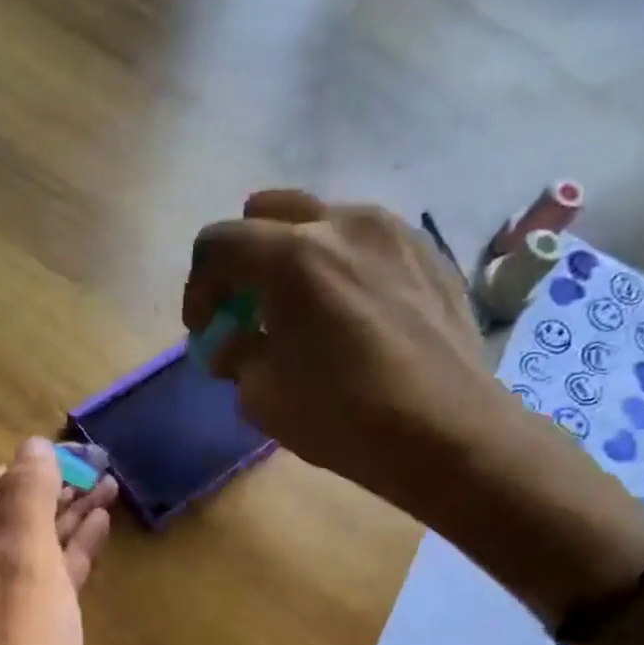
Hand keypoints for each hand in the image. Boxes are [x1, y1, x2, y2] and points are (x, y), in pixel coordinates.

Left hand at [0, 438, 115, 644]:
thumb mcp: (27, 570)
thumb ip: (29, 505)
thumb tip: (33, 445)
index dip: (35, 465)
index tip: (82, 453)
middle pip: (20, 512)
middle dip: (59, 485)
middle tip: (106, 464)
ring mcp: (13, 604)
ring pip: (43, 544)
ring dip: (72, 514)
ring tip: (112, 485)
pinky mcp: (41, 632)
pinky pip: (59, 578)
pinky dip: (78, 551)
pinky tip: (102, 530)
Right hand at [186, 189, 643, 620]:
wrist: (446, 433)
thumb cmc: (343, 417)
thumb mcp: (263, 397)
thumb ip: (237, 356)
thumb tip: (233, 344)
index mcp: (292, 258)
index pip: (217, 244)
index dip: (197, 287)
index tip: (204, 327)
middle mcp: (342, 224)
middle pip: (267, 211)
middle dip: (244, 257)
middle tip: (246, 306)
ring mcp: (393, 232)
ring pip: (322, 221)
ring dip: (295, 257)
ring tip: (302, 311)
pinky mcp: (429, 253)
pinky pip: (367, 242)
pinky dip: (342, 266)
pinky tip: (351, 316)